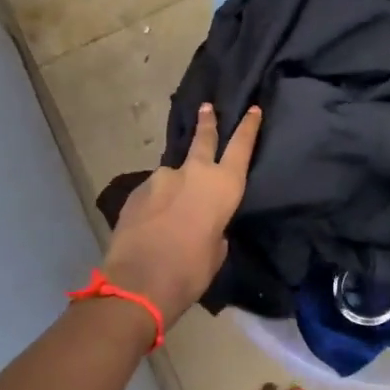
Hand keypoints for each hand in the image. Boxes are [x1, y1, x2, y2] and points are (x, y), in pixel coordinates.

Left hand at [102, 104, 262, 317]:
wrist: (138, 282)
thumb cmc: (190, 271)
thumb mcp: (215, 251)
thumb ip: (215, 228)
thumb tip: (204, 223)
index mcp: (223, 187)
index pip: (241, 147)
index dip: (248, 127)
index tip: (252, 109)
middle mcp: (193, 173)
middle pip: (204, 139)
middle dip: (207, 122)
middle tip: (206, 107)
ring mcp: (161, 178)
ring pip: (173, 173)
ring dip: (176, 183)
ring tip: (172, 208)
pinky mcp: (137, 190)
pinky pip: (153, 191)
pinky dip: (157, 201)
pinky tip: (153, 221)